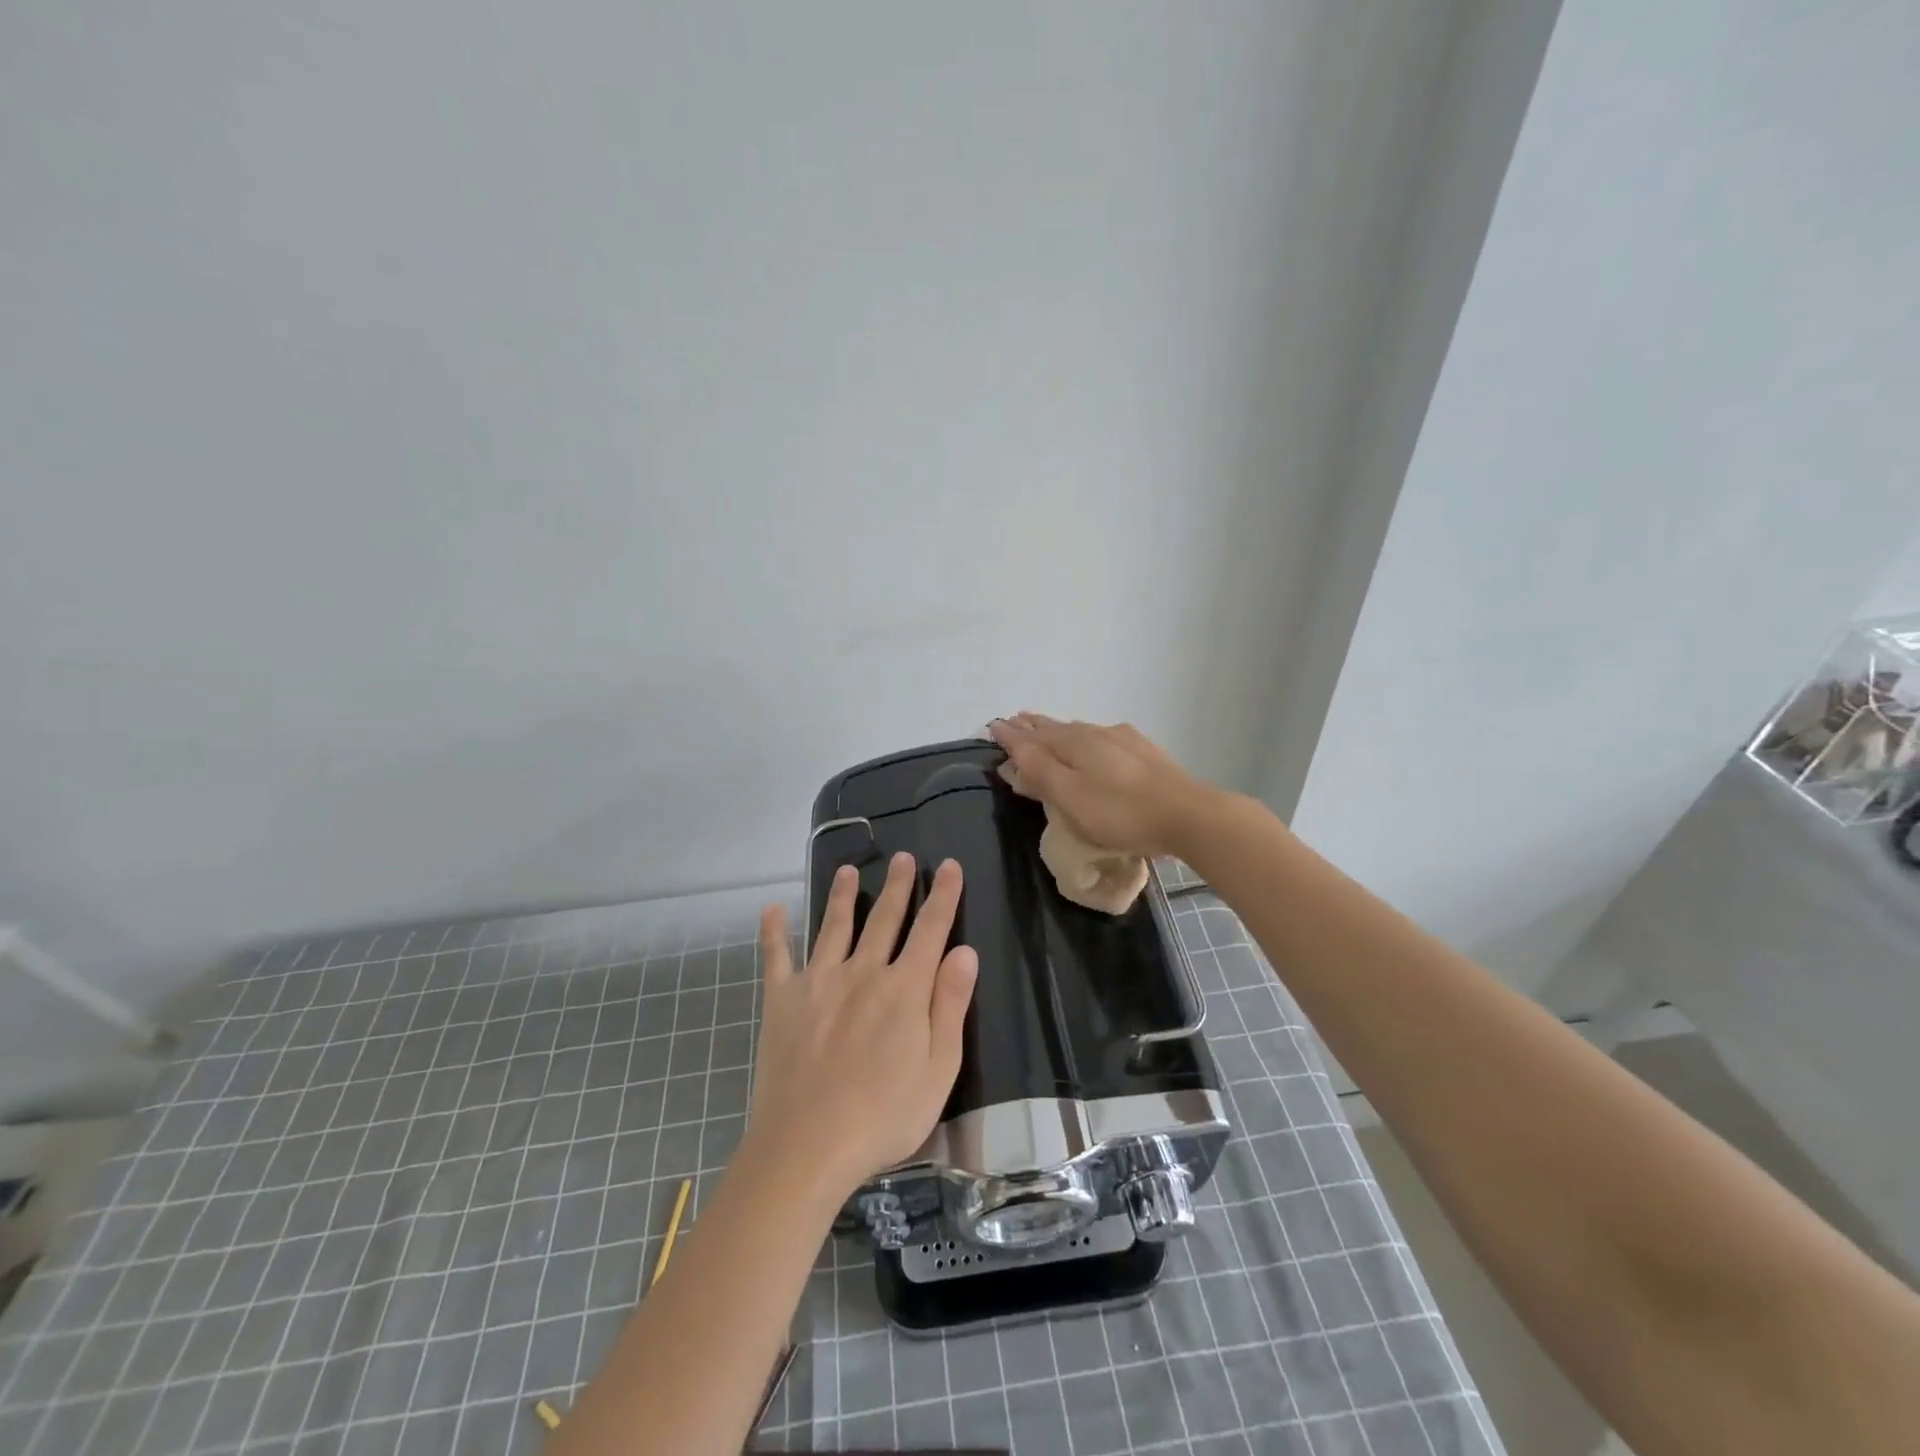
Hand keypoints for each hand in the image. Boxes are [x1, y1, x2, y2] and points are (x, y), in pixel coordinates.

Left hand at [748, 853, 977, 1198]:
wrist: (808, 1145)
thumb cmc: (883, 1115)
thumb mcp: (938, 1069)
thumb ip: (950, 1006)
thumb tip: (964, 951)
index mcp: (904, 989)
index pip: (931, 930)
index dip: (944, 896)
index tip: (949, 865)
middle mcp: (863, 972)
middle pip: (884, 919)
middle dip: (898, 886)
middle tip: (904, 858)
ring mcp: (819, 982)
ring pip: (834, 926)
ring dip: (842, 896)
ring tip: (847, 870)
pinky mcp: (782, 1000)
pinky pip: (777, 957)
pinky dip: (774, 932)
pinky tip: (772, 909)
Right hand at [990, 713, 1217, 857]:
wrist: (1188, 815)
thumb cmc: (1121, 812)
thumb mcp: (1071, 797)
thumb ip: (1041, 771)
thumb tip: (1013, 744)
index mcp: (1074, 743)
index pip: (1033, 736)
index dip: (1012, 734)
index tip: (993, 726)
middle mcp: (1096, 733)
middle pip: (1056, 728)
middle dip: (1033, 726)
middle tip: (1015, 719)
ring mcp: (1123, 740)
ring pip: (1080, 730)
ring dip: (1057, 729)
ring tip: (1044, 726)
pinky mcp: (1144, 752)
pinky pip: (1102, 737)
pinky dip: (1084, 736)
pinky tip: (1095, 738)